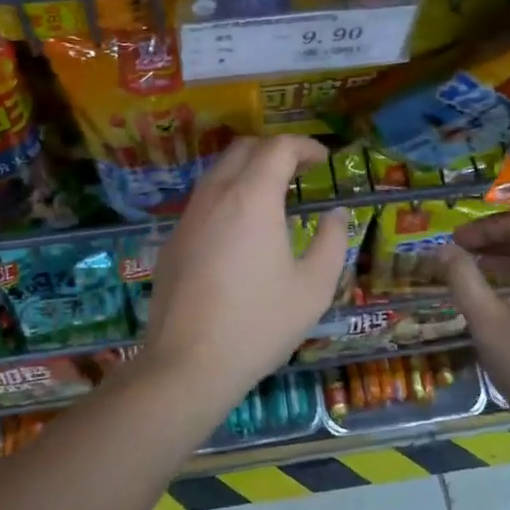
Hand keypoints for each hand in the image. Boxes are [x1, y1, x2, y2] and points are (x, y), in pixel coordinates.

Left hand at [141, 136, 350, 401]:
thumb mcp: (313, 288)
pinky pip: (203, 201)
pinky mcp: (172, 241)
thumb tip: (337, 214)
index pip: (278, 147)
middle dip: (275, 151)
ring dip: (248, 171)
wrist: (187, 363)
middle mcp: (216, 195)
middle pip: (243, 149)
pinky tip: (241, 232)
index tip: (323, 161)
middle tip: (300, 172)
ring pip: (218, 172)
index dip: (305, 146)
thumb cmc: (259, 324)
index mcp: (252, 198)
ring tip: (273, 199)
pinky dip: (227, 197)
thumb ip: (332, 242)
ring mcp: (188, 217)